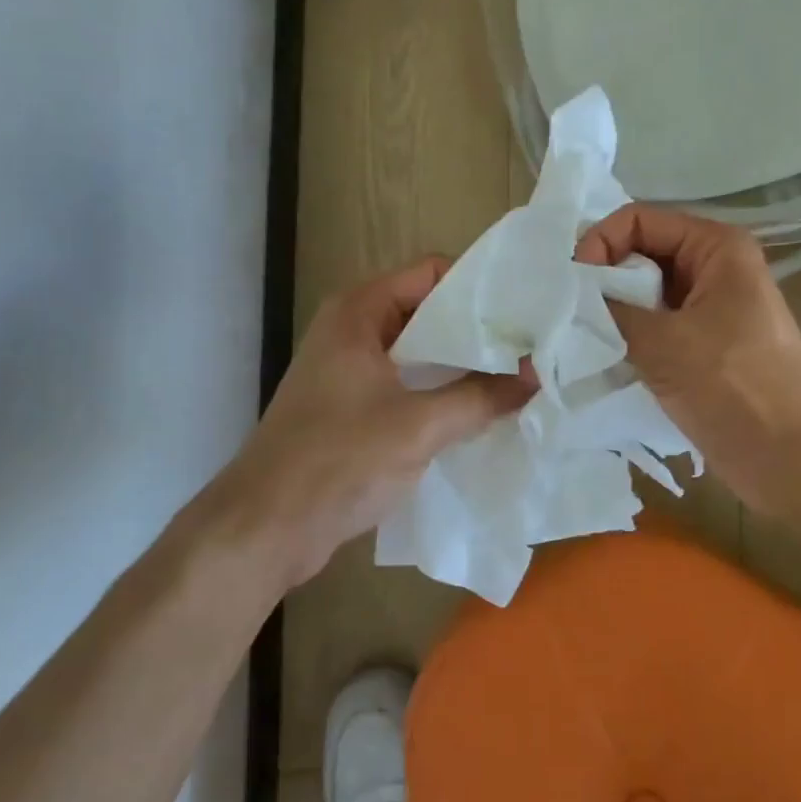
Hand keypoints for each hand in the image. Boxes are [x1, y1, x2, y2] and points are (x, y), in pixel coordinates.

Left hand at [222, 257, 533, 588]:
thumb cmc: (338, 461)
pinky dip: (440, 391)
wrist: (264, 529)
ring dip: (461, 364)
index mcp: (359, 311)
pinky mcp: (351, 407)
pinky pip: (407, 383)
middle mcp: (352, 329)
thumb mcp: (419, 426)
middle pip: (427, 310)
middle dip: (476, 329)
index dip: (478, 286)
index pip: (431, 272)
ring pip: (419, 351)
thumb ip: (481, 397)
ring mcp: (349, 370)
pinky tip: (479, 410)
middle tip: (530, 344)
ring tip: (516, 375)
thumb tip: (536, 375)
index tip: (524, 308)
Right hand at [576, 207, 800, 506]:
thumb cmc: (735, 388)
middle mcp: (713, 267)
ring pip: (645, 291)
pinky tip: (602, 355)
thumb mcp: (664, 342)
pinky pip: (654, 324)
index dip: (601, 242)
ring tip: (579, 335)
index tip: (574, 284)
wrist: (791, 459)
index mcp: (716, 247)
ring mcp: (709, 307)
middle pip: (641, 252)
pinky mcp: (702, 344)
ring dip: (612, 309)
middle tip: (569, 312)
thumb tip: (571, 294)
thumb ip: (610, 309)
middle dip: (603, 277)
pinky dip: (627, 334)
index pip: (639, 220)